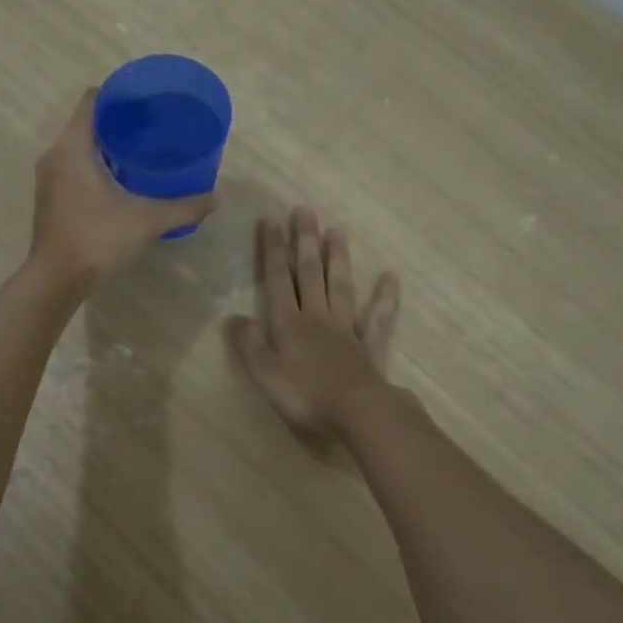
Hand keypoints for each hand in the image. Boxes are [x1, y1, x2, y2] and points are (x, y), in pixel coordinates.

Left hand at [30, 88, 215, 286]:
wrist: (56, 280)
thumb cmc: (97, 240)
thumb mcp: (146, 221)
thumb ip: (183, 207)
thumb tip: (217, 198)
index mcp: (73, 147)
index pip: (93, 100)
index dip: (120, 94)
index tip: (147, 101)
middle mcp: (55, 155)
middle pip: (88, 122)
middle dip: (120, 121)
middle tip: (154, 126)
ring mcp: (49, 177)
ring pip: (81, 146)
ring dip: (108, 145)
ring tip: (143, 151)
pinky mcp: (51, 197)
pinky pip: (75, 166)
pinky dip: (97, 165)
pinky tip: (123, 179)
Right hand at [227, 207, 400, 437]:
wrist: (356, 411)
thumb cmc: (305, 394)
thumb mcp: (264, 372)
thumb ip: (248, 343)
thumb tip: (233, 317)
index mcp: (289, 323)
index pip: (277, 279)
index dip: (273, 250)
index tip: (270, 220)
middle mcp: (317, 317)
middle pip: (310, 273)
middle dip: (305, 241)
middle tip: (305, 211)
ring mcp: (347, 329)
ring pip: (341, 286)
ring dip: (337, 258)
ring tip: (337, 231)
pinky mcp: (370, 346)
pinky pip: (378, 317)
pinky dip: (384, 297)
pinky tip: (390, 277)